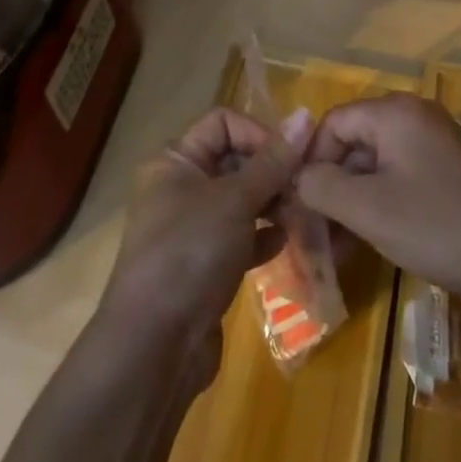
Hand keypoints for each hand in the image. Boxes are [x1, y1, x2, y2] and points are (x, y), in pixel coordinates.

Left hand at [98, 106, 312, 386]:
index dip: (259, 133)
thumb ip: (273, 160)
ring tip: (302, 215)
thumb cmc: (190, 253)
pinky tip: (285, 244)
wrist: (154, 347)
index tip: (292, 159)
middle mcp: (179, 187)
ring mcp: (190, 228)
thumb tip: (305, 114)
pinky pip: (240, 237)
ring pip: (240, 201)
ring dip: (272, 204)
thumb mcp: (235, 200)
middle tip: (306, 188)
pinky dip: (262, 236)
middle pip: (234, 160)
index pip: (223, 123)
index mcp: (175, 160)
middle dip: (272, 171)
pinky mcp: (203, 265)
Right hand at [295, 93, 460, 316]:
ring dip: (352, 201)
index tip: (297, 205)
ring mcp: (435, 143)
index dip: (308, 162)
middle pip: (353, 142)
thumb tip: (296, 177)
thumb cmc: (439, 227)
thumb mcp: (368, 209)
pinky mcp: (449, 170)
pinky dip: (379, 205)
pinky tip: (370, 242)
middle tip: (313, 232)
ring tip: (337, 248)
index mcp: (394, 113)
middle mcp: (414, 116)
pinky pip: (400, 178)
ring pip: (375, 165)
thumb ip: (321, 186)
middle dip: (329, 186)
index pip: (332, 123)